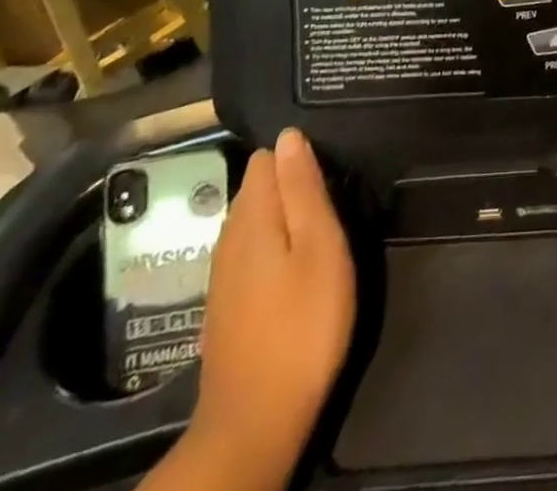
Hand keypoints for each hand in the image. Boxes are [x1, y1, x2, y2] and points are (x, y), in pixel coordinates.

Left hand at [190, 129, 355, 464]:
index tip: (331, 164)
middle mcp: (230, 236)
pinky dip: (271, 239)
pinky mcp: (226, 303)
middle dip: (289, 179)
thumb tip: (289, 136)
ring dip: (282, 210)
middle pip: (257, 186)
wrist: (255, 421)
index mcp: (253, 216)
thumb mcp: (320, 246)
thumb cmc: (302, 324)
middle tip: (333, 191)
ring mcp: (223, 273)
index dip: (298, 153)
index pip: (267, 158)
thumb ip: (302, 188)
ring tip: (321, 217)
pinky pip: (248, 247)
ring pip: (252, 217)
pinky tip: (294, 256)